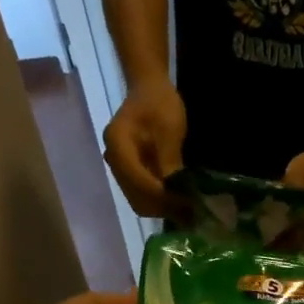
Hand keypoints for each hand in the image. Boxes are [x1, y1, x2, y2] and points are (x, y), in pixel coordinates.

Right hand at [103, 81, 186, 217]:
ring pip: (138, 200)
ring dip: (162, 208)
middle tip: (190, 213)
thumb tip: (176, 194)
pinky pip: (141, 195)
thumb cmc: (160, 104)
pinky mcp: (128, 173)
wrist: (149, 91)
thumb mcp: (169, 129)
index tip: (185, 204)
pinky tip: (178, 202)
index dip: (161, 196)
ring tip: (186, 210)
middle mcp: (112, 159)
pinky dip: (159, 202)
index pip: (138, 181)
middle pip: (135, 196)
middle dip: (162, 207)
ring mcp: (119, 168)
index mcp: (117, 144)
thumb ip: (169, 161)